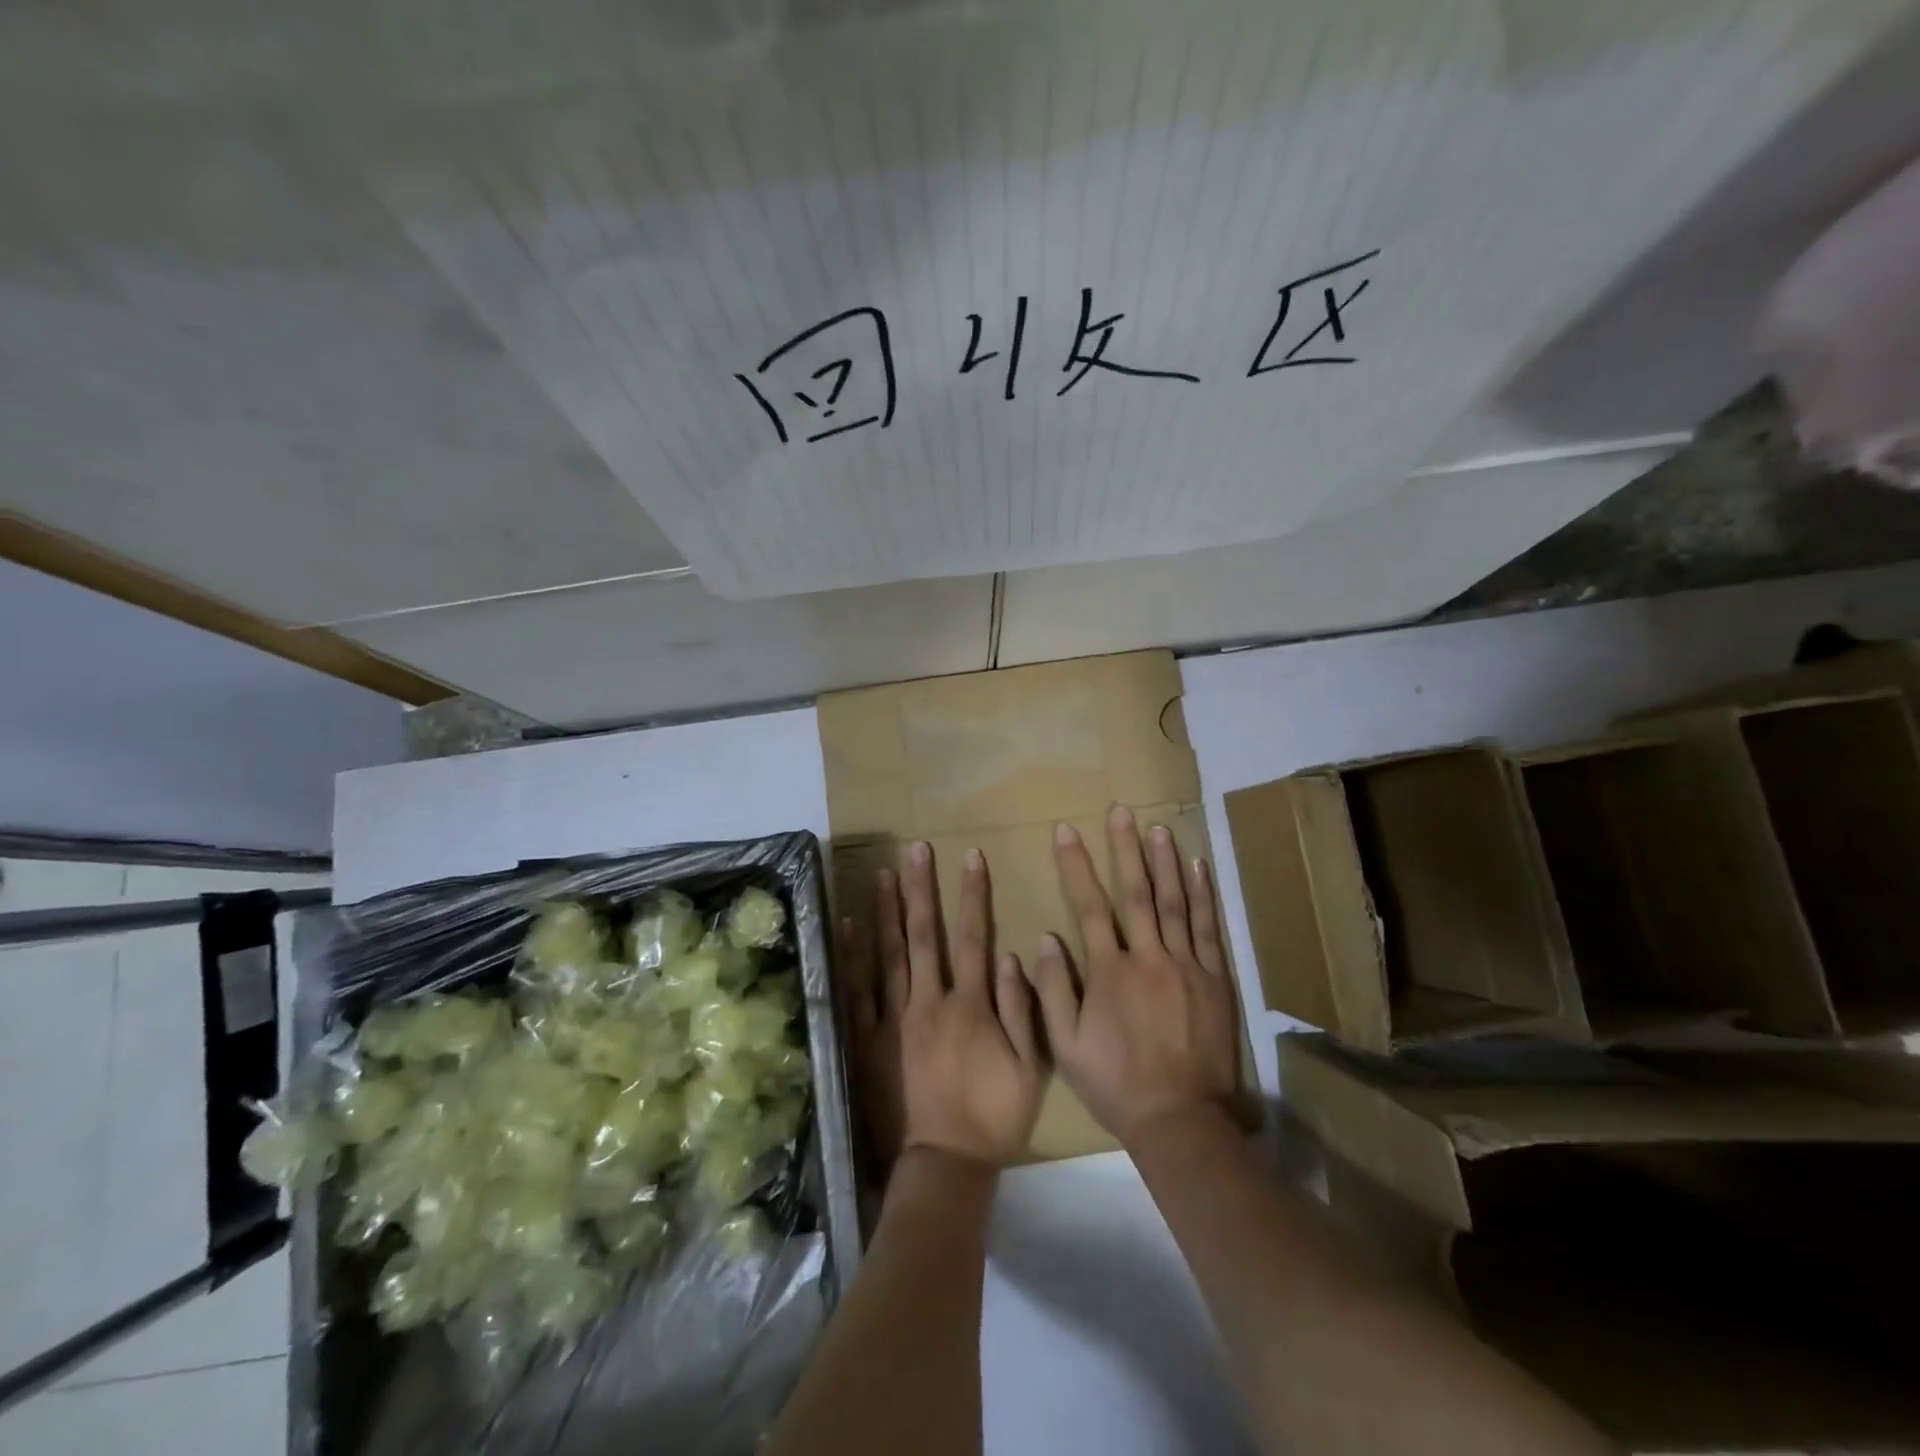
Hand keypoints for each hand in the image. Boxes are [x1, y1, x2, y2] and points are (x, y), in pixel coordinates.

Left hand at [840, 842, 1045, 1172]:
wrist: (943, 1165)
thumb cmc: (993, 1118)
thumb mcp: (1031, 1069)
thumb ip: (1022, 1010)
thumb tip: (1010, 954)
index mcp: (970, 1006)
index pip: (973, 937)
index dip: (973, 895)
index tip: (970, 857)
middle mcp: (929, 1001)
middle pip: (924, 935)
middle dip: (921, 889)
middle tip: (915, 850)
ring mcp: (893, 1019)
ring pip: (888, 954)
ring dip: (886, 911)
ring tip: (882, 873)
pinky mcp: (866, 1039)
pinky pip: (857, 991)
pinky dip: (852, 956)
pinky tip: (848, 925)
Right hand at [1028, 806, 1237, 1149]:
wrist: (1180, 1119)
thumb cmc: (1116, 1083)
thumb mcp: (1067, 1046)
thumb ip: (1055, 989)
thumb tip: (1048, 938)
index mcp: (1110, 972)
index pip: (1089, 907)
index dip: (1076, 866)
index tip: (1066, 831)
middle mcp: (1149, 958)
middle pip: (1136, 893)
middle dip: (1126, 849)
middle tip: (1122, 811)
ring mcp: (1186, 966)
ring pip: (1175, 903)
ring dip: (1166, 862)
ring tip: (1159, 827)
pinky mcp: (1214, 979)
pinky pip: (1207, 929)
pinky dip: (1203, 895)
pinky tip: (1198, 868)